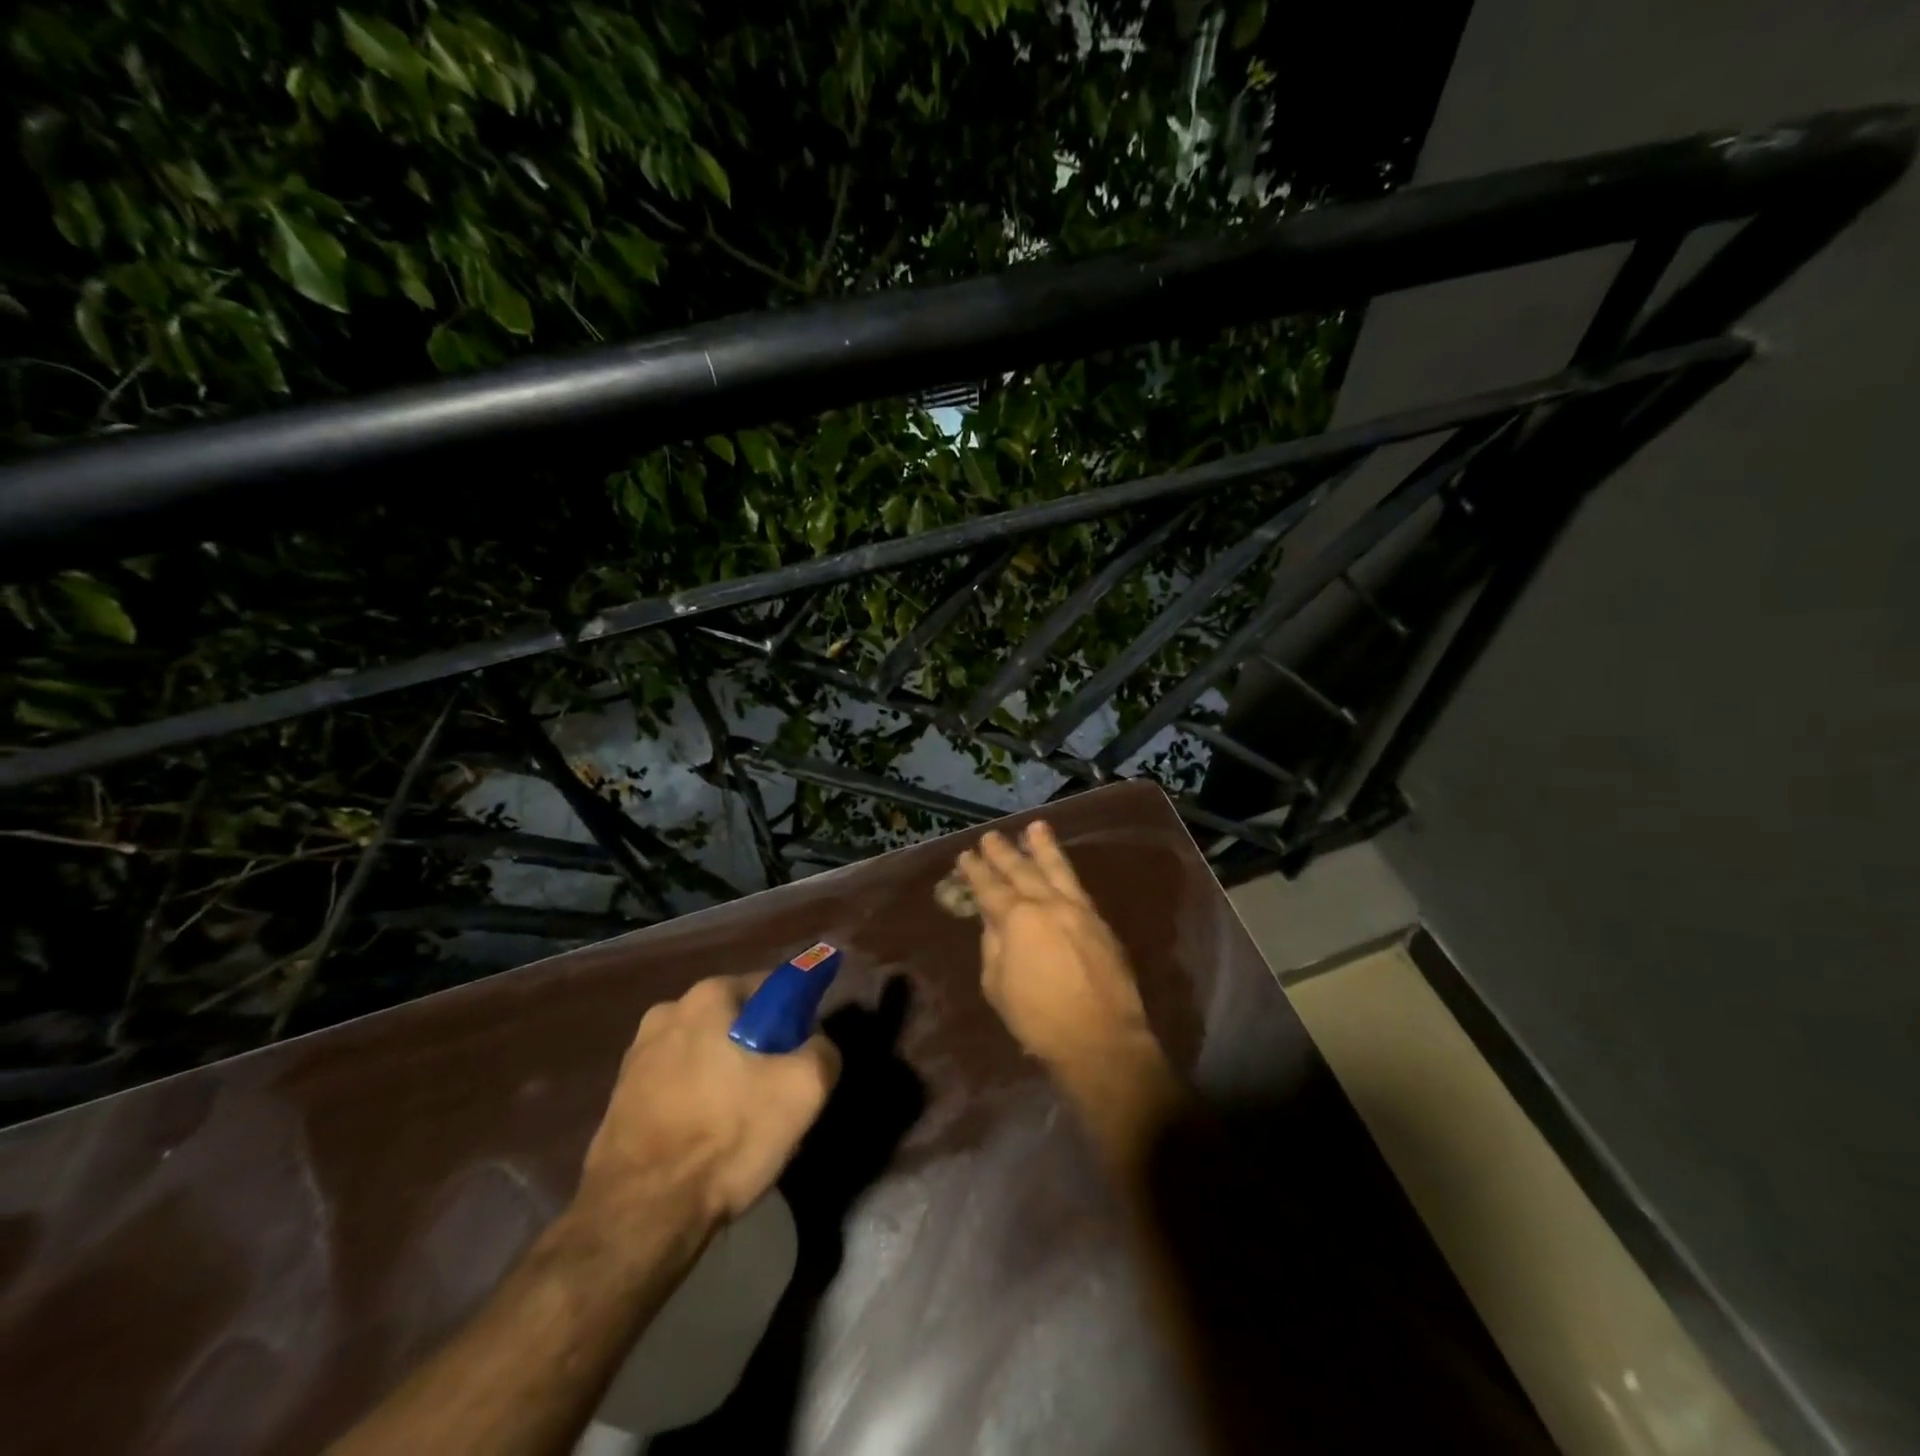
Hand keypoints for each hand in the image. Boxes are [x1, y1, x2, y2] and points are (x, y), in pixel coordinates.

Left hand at [577, 975, 840, 1230]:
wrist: (639, 1217)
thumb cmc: (725, 1138)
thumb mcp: (803, 1091)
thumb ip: (823, 1051)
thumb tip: (816, 1044)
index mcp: (709, 996)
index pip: (772, 987)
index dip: (796, 1019)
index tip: (802, 1057)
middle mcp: (668, 1011)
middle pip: (737, 1021)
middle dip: (759, 1049)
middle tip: (776, 1095)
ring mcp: (637, 1055)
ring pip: (706, 1054)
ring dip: (726, 1076)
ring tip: (741, 1125)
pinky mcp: (620, 1096)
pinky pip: (678, 1084)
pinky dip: (697, 1101)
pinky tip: (707, 1139)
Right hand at [955, 821, 1154, 1074]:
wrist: (1099, 1039)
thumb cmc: (1038, 1019)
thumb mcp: (998, 985)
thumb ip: (993, 946)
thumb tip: (994, 922)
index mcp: (1018, 919)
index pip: (991, 888)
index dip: (976, 871)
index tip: (966, 855)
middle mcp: (1048, 904)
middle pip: (1022, 871)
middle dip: (1004, 853)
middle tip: (990, 836)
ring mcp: (1078, 910)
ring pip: (1058, 870)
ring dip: (1043, 847)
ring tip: (1035, 827)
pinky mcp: (1100, 923)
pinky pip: (1078, 887)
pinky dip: (1066, 872)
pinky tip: (1061, 867)